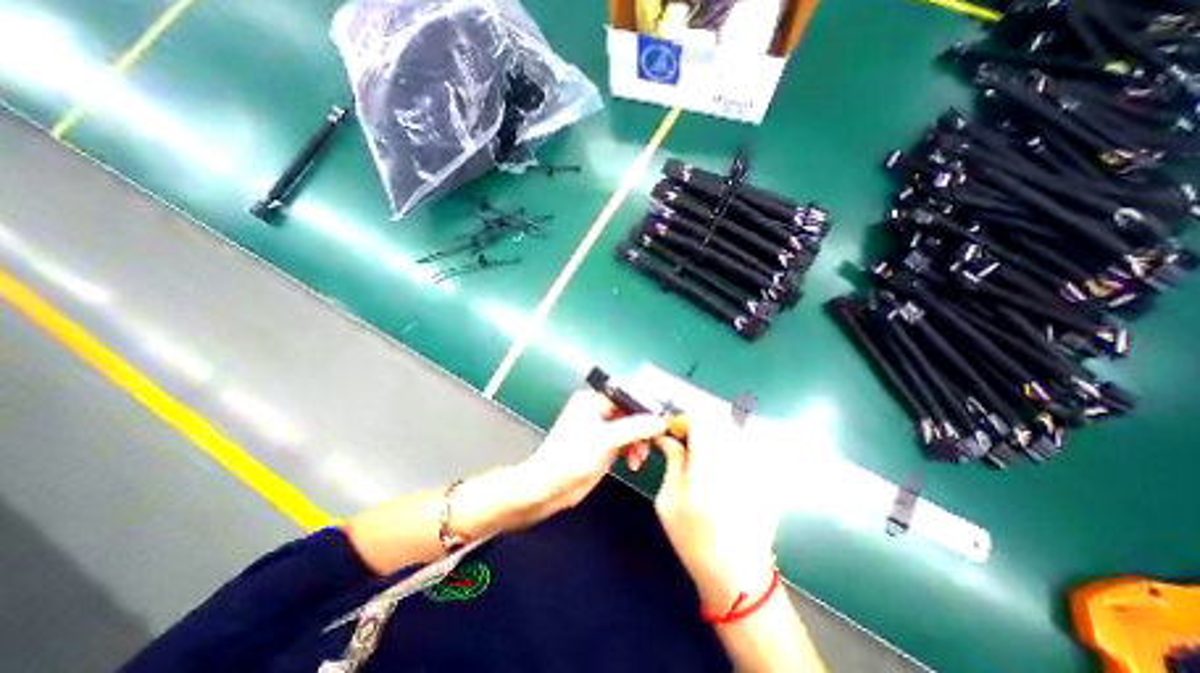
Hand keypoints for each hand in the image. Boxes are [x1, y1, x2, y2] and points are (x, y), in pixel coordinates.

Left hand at [511, 393, 669, 528]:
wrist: (549, 488)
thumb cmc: (571, 457)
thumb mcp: (605, 440)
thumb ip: (635, 428)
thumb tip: (661, 421)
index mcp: (593, 400)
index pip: (627, 396)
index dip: (645, 407)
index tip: (662, 420)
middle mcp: (598, 411)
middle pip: (631, 413)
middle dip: (643, 430)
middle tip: (652, 443)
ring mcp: (602, 429)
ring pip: (631, 429)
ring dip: (639, 443)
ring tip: (639, 459)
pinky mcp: (604, 446)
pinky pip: (626, 443)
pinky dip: (633, 452)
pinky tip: (634, 463)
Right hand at [652, 413, 784, 612]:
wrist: (739, 576)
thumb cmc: (694, 540)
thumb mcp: (669, 501)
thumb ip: (671, 460)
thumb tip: (666, 436)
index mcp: (708, 464)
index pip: (700, 416)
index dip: (683, 417)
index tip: (673, 430)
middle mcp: (736, 458)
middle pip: (719, 416)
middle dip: (698, 420)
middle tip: (685, 437)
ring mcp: (756, 465)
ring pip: (733, 426)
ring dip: (713, 429)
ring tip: (701, 449)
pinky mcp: (765, 473)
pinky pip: (744, 443)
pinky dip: (728, 442)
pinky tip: (720, 464)